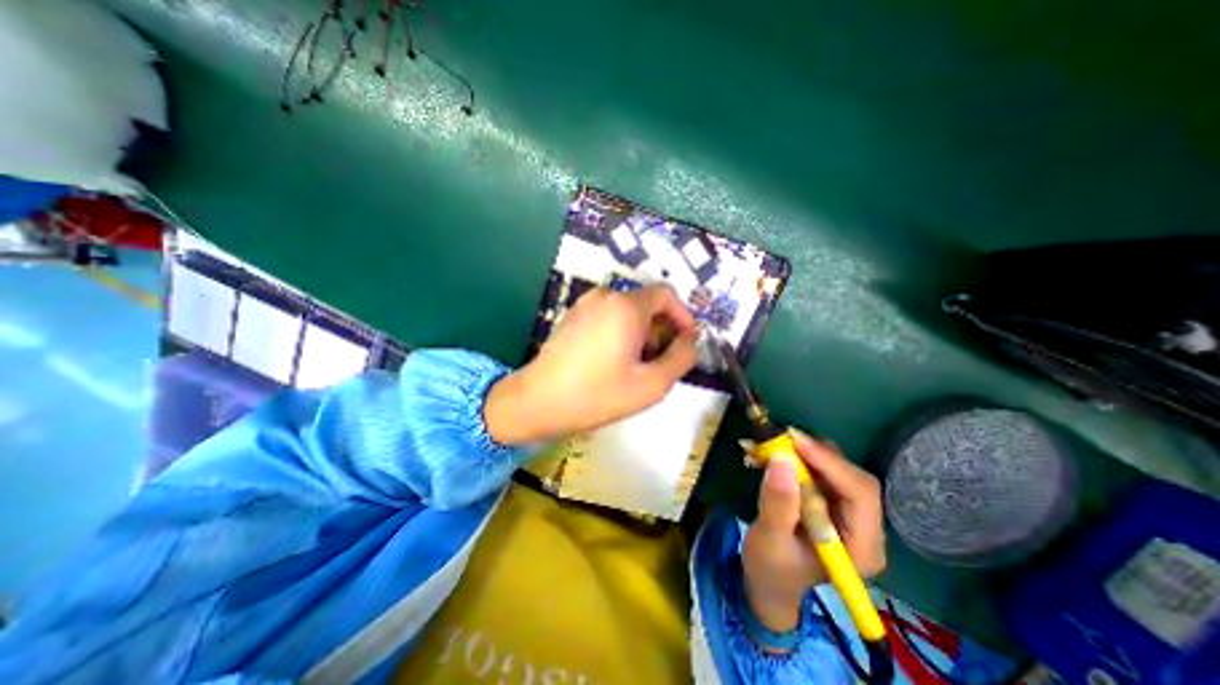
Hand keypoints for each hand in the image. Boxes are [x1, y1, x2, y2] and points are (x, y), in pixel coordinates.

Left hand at [485, 285, 701, 444]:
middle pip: (647, 305)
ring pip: (627, 313)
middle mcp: (605, 296)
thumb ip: (682, 358)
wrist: (537, 402)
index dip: (683, 316)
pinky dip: (620, 334)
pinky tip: (612, 363)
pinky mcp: (572, 317)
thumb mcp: (652, 384)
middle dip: (661, 331)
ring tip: (635, 368)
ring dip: (641, 335)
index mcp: (626, 306)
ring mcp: (584, 305)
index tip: (686, 342)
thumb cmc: (597, 395)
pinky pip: (607, 318)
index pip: (666, 294)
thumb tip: (691, 340)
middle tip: (659, 364)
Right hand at [738, 430, 881, 633]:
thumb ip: (778, 503)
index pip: (860, 494)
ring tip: (767, 447)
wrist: (768, 582)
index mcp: (861, 546)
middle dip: (814, 454)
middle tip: (778, 439)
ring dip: (801, 453)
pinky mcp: (830, 501)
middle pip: (850, 476)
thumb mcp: (770, 539)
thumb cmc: (770, 568)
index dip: (830, 462)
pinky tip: (769, 456)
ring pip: (834, 468)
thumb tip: (782, 460)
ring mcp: (848, 513)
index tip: (794, 440)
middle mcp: (864, 527)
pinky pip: (818, 470)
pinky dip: (795, 458)